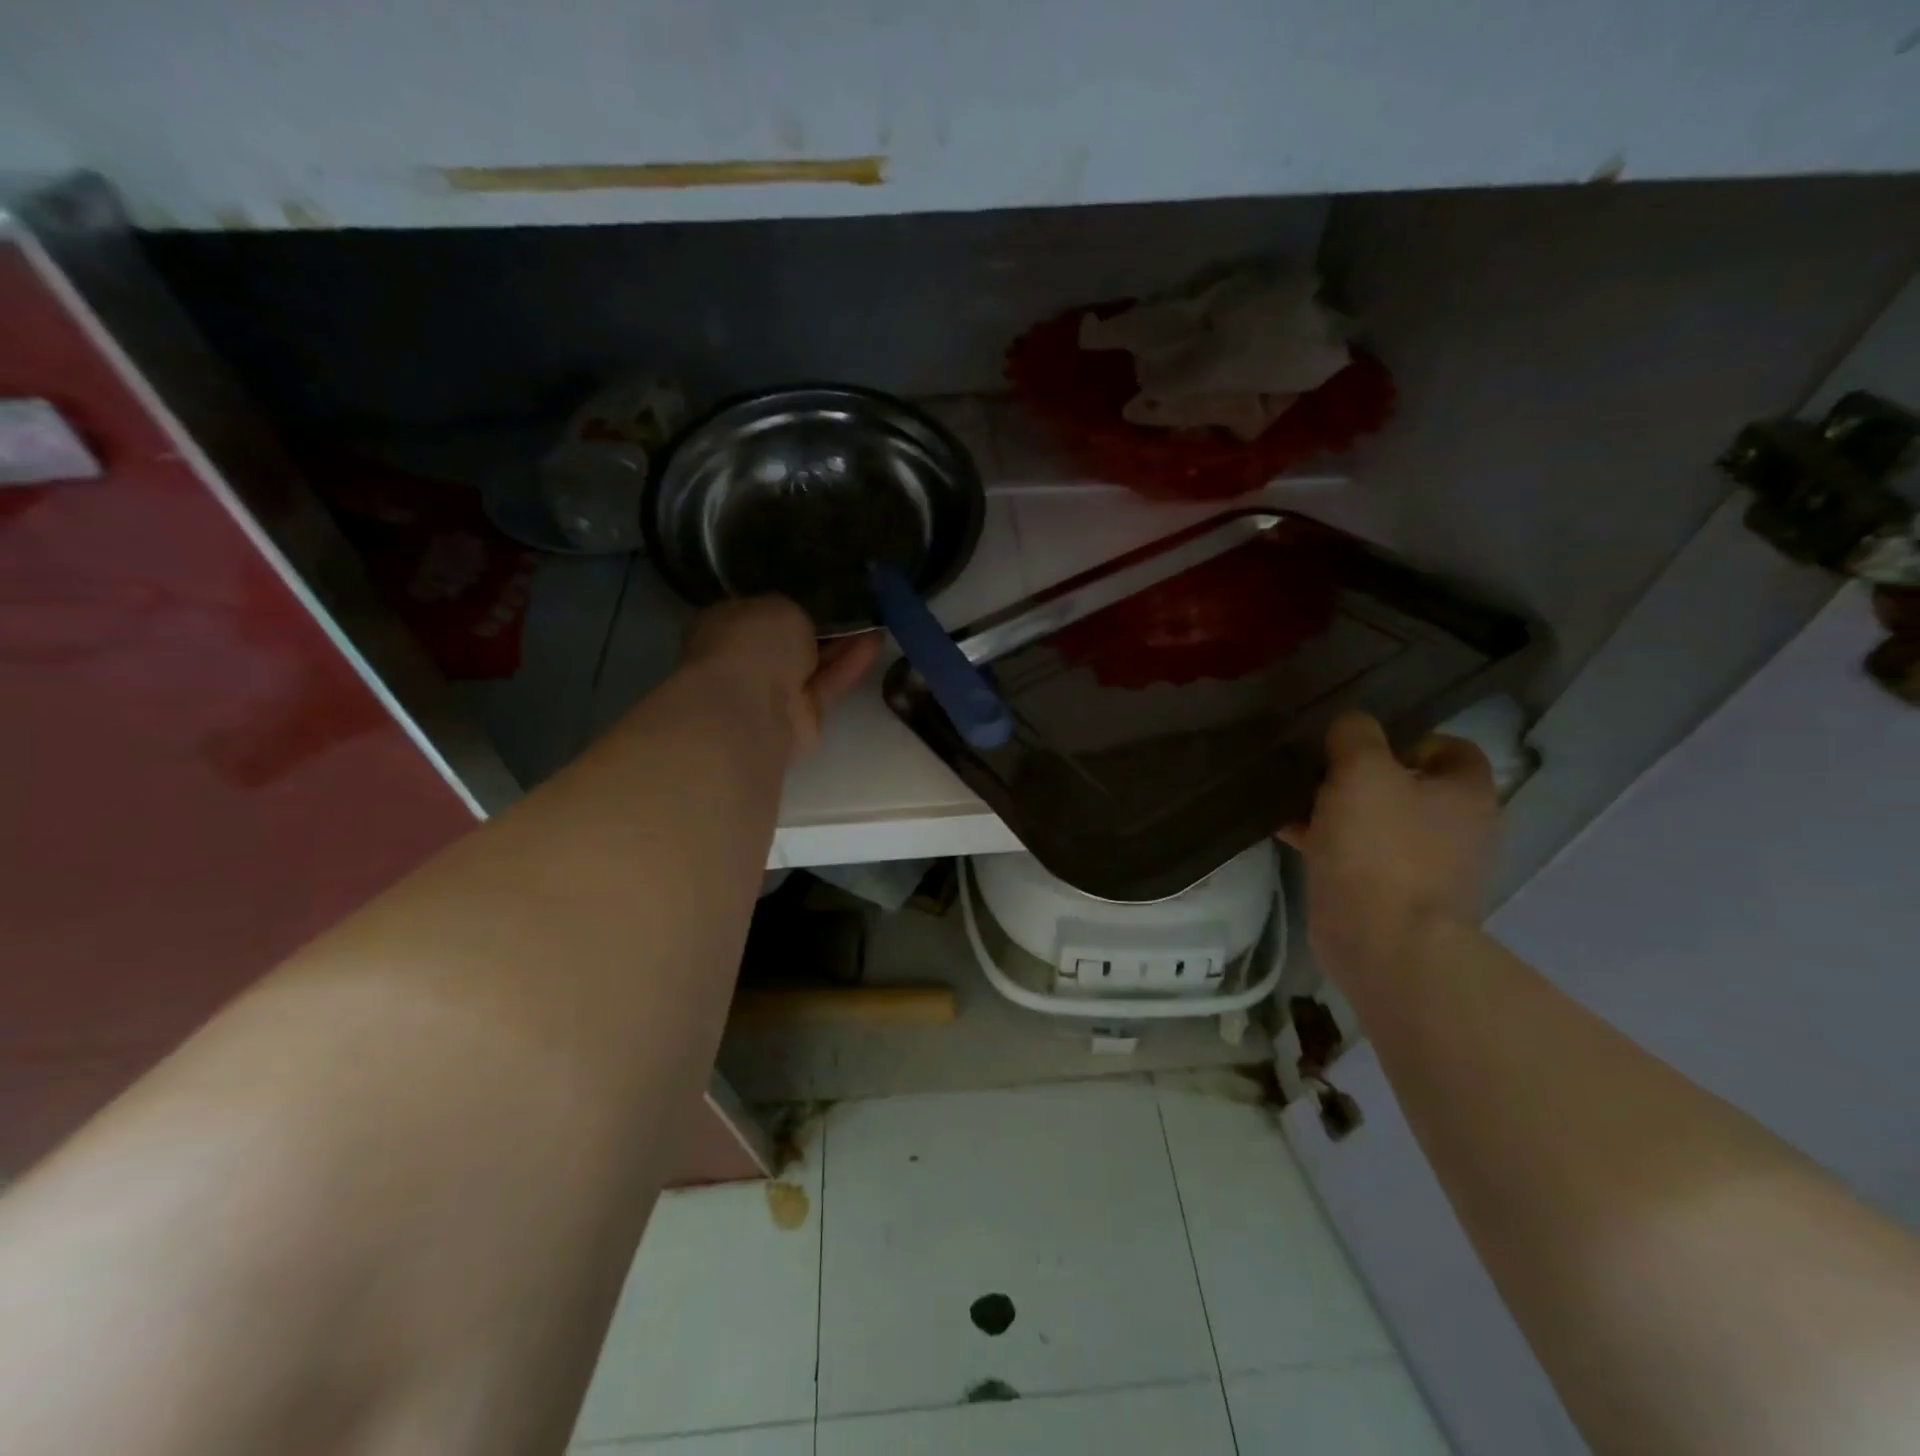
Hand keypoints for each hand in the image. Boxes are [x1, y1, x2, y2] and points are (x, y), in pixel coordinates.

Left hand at [680, 597, 879, 761]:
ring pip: (814, 663)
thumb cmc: (751, 646)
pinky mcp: (804, 717)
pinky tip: (877, 640)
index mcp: (725, 627)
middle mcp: (747, 661)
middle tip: (855, 604)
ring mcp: (774, 692)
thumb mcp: (779, 607)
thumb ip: (794, 614)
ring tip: (876, 618)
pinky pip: (830, 684)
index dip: (789, 604)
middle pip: (789, 641)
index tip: (820, 591)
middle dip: (820, 625)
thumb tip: (800, 624)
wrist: (750, 711)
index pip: (758, 612)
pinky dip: (851, 664)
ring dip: (844, 643)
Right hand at [1281, 711, 1497, 979]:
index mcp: (1464, 794)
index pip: (1452, 749)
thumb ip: (1356, 736)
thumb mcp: (1362, 772)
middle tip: (1317, 769)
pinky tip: (1286, 830)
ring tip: (1291, 797)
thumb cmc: (1381, 849)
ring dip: (1338, 807)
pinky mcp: (1388, 894)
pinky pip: (1356, 853)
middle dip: (1361, 774)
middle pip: (1407, 785)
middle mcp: (1455, 828)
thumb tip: (1351, 725)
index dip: (1408, 739)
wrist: (1383, 944)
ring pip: (1376, 820)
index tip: (1361, 746)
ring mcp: (1423, 866)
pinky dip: (1326, 840)